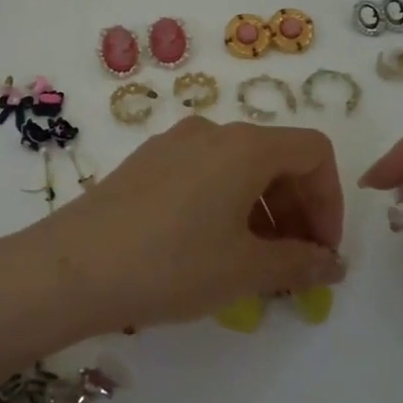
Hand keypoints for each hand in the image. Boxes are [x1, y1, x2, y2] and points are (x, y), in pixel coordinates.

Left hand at [9, 117, 345, 342]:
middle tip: (295, 265)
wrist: (70, 268)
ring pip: (238, 168)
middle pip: (276, 158)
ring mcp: (172, 144)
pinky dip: (226, 205)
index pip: (313, 152)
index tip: (322, 250)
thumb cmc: (171, 264)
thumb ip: (299, 263)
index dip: (330, 201)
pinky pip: (203, 174)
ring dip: (262, 211)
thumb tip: (331, 262)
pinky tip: (211, 249)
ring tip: (255, 264)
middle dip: (297, 210)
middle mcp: (211, 131)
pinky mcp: (144, 164)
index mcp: (245, 145)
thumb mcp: (244, 270)